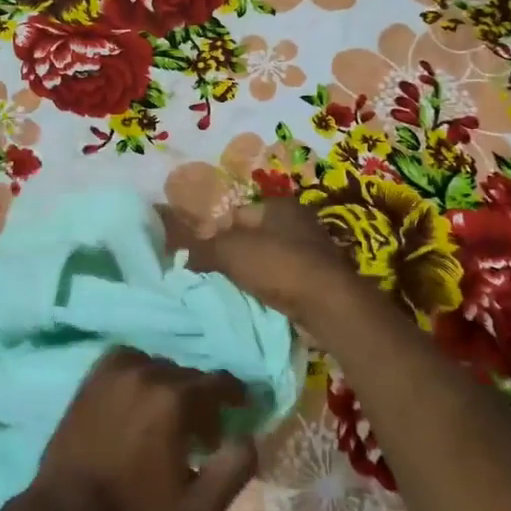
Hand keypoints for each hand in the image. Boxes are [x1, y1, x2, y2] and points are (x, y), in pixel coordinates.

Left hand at [32, 348, 259, 510]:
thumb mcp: (200, 508)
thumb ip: (235, 469)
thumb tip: (250, 437)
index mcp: (176, 400)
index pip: (220, 382)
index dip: (235, 395)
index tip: (240, 410)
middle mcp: (148, 374)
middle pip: (190, 376)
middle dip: (202, 401)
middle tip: (201, 435)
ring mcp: (116, 372)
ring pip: (160, 367)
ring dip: (171, 387)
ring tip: (166, 418)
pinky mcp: (93, 378)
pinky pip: (129, 361)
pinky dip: (141, 373)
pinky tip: (138, 398)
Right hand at [159, 197, 361, 325]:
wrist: (327, 305)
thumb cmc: (277, 266)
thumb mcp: (230, 251)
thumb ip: (203, 248)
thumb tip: (183, 252)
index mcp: (278, 205)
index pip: (234, 213)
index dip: (212, 233)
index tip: (197, 256)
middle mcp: (298, 221)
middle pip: (251, 236)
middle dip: (230, 253)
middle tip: (210, 273)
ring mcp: (311, 250)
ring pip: (267, 258)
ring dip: (249, 272)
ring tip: (230, 289)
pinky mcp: (318, 278)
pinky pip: (282, 278)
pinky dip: (268, 286)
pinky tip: (256, 299)